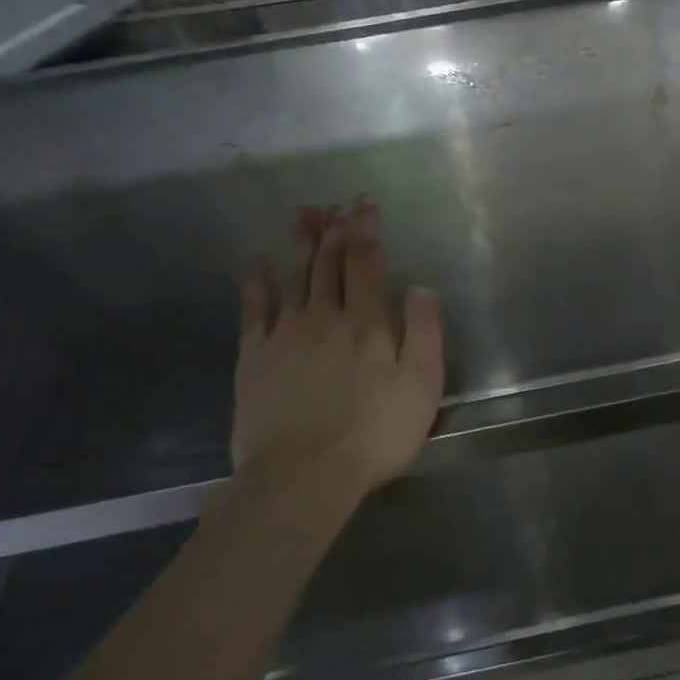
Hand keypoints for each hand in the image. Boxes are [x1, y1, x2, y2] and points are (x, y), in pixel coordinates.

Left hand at [232, 199, 443, 511]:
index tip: (365, 203)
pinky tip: (257, 260)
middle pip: (329, 264)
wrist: (304, 476)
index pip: (367, 263)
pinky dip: (257, 281)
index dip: (366, 230)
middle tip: (335, 203)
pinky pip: (255, 309)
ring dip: (302, 244)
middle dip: (335, 229)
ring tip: (304, 214)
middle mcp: (325, 317)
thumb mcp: (423, 385)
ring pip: (296, 277)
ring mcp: (286, 335)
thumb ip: (425, 331)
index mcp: (368, 323)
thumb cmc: (376, 433)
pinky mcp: (255, 357)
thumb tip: (420, 287)